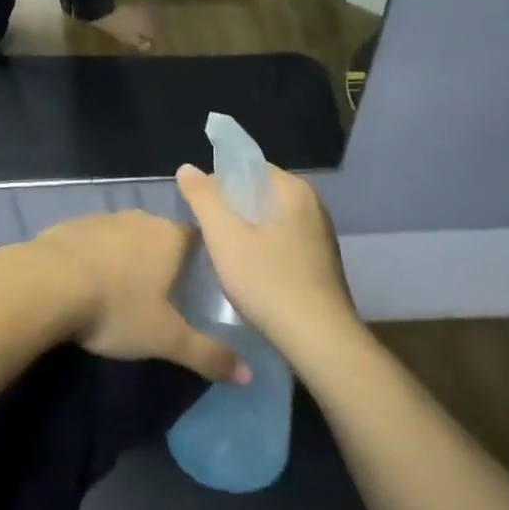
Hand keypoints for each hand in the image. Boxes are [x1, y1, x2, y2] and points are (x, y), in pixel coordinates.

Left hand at [27, 212, 248, 382]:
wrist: (48, 282)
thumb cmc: (116, 307)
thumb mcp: (166, 339)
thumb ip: (208, 354)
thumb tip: (249, 374)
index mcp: (169, 237)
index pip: (197, 238)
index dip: (202, 258)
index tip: (202, 282)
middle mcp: (140, 218)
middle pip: (162, 235)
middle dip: (165, 259)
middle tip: (166, 293)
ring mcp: (104, 218)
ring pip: (127, 236)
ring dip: (130, 256)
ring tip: (127, 289)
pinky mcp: (73, 225)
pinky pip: (96, 239)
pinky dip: (99, 256)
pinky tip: (90, 282)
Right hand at [176, 165, 356, 354]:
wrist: (319, 341)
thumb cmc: (267, 280)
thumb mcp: (223, 235)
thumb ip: (202, 196)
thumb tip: (187, 168)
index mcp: (293, 189)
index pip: (247, 168)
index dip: (218, 184)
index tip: (201, 211)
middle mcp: (312, 205)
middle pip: (258, 194)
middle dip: (231, 210)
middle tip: (209, 235)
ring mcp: (320, 236)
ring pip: (270, 221)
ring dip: (246, 232)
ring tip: (226, 256)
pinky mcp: (322, 264)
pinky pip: (283, 243)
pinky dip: (264, 250)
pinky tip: (251, 275)